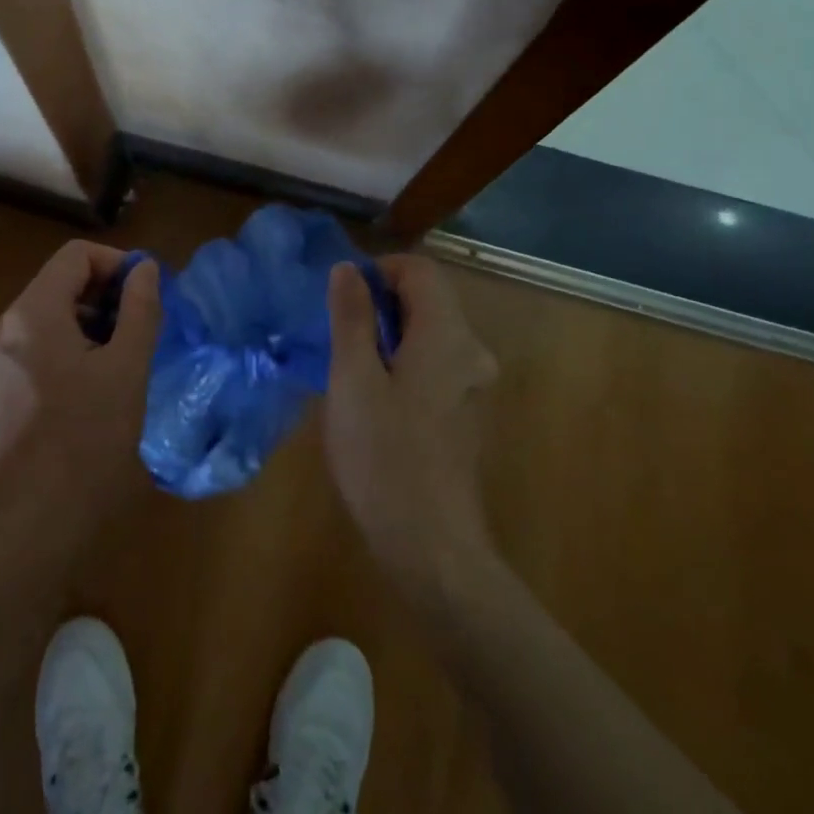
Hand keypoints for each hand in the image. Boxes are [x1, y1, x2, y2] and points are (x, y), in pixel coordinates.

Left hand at [0, 241, 161, 523]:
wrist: (35, 525)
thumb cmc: (88, 440)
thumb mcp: (127, 368)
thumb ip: (140, 309)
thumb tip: (146, 269)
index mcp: (31, 314)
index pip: (76, 255)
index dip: (117, 263)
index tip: (147, 293)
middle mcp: (3, 327)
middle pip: (60, 282)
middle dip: (106, 294)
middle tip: (143, 325)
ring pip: (49, 315)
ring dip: (91, 321)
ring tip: (125, 355)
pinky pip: (37, 345)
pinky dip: (70, 345)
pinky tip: (96, 382)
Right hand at [323, 255, 499, 594]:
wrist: (431, 545)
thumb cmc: (384, 456)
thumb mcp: (353, 379)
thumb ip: (351, 317)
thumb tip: (348, 268)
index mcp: (447, 334)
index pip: (420, 269)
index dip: (379, 270)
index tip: (343, 297)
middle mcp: (471, 351)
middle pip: (428, 298)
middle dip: (381, 303)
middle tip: (340, 335)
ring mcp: (473, 384)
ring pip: (431, 332)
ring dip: (390, 333)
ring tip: (350, 366)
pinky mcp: (467, 412)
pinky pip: (436, 362)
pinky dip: (405, 360)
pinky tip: (375, 398)